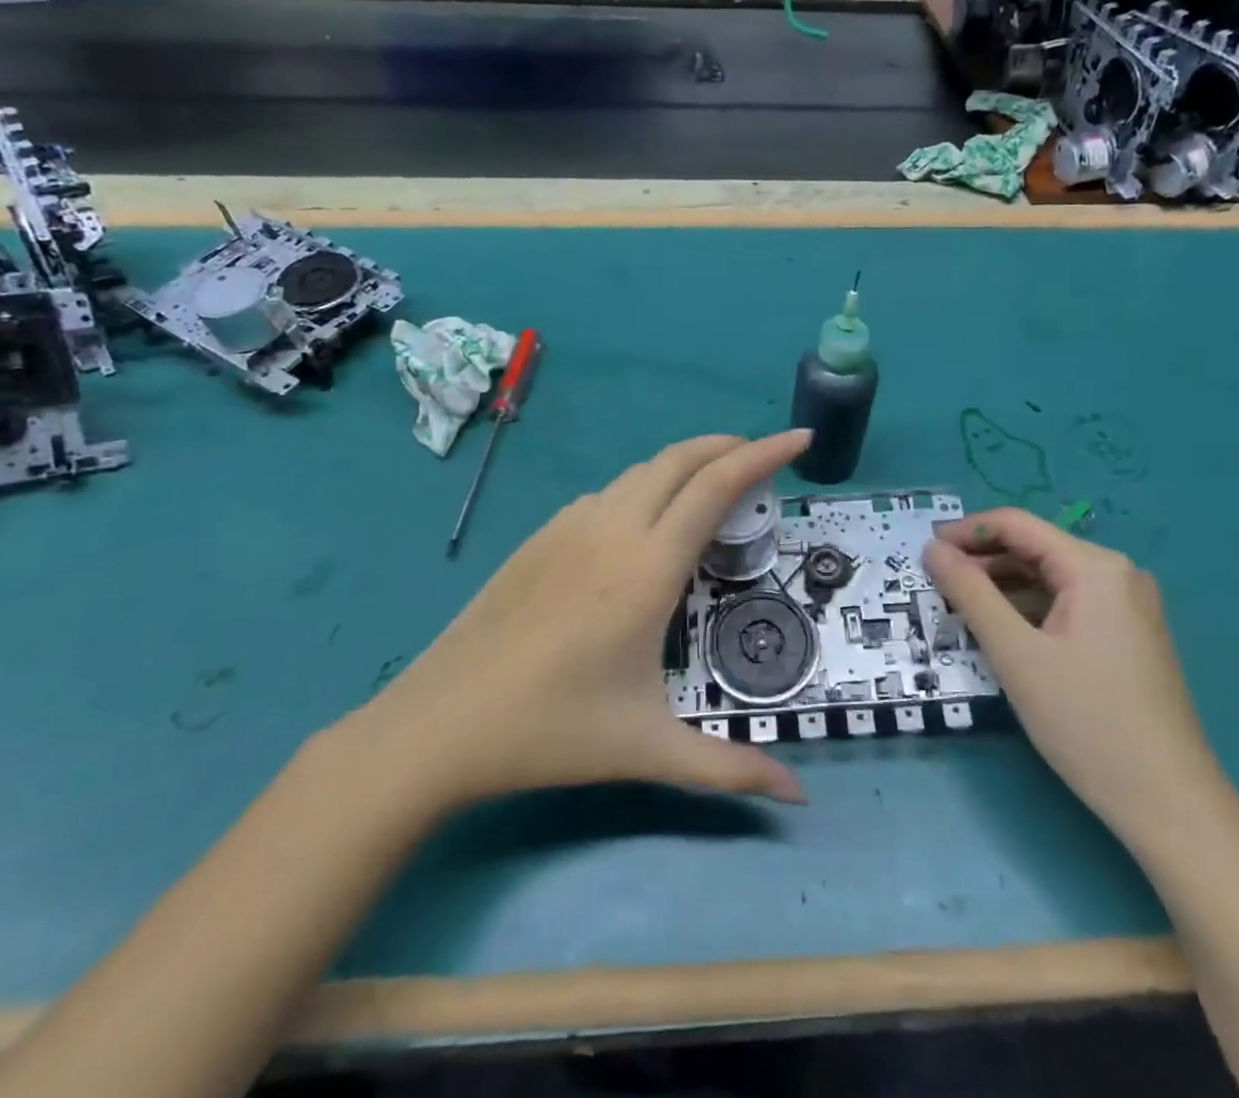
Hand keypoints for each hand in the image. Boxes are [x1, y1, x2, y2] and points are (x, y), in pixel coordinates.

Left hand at [347, 431, 811, 817]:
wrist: (438, 724)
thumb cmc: (551, 733)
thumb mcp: (648, 751)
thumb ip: (729, 770)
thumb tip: (799, 799)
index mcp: (648, 568)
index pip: (717, 486)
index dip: (764, 454)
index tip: (800, 439)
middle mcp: (612, 529)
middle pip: (680, 459)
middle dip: (728, 446)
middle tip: (762, 458)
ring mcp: (569, 527)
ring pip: (640, 471)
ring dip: (684, 465)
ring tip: (711, 489)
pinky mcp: (540, 537)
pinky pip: (606, 494)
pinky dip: (644, 488)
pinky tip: (644, 524)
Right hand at [922, 508, 1227, 847]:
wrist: (1170, 805)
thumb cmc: (1087, 722)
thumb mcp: (1016, 654)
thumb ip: (970, 592)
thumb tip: (932, 549)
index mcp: (1095, 567)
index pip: (1017, 525)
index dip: (965, 532)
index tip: (923, 551)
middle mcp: (1117, 574)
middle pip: (1034, 549)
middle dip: (982, 562)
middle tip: (935, 584)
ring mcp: (1128, 606)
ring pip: (1049, 579)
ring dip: (1002, 588)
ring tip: (959, 608)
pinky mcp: (1129, 636)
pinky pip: (1067, 605)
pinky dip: (1029, 610)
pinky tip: (1002, 632)